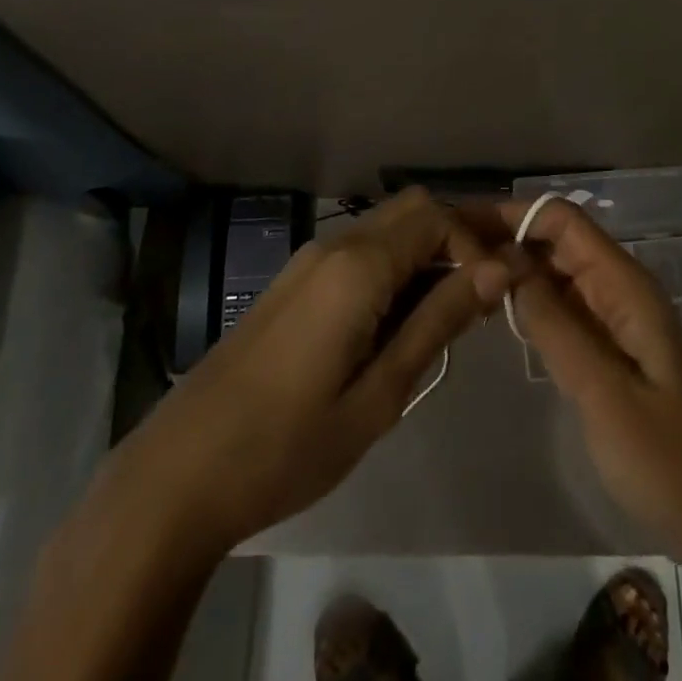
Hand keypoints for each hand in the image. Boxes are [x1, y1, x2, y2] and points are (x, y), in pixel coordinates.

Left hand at [121, 188, 510, 555]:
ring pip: (387, 227)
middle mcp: (335, 245)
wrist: (181, 472)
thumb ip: (439, 321)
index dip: (477, 245)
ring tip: (453, 311)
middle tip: (485, 293)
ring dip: (427, 253)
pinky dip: (396, 267)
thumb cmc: (288, 446)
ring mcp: (309, 259)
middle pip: (413, 209)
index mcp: (358, 266)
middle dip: (457, 238)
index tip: (500, 295)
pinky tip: (402, 318)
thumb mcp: (380, 394)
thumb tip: (499, 270)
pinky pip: (360, 251)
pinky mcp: (296, 281)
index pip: (439, 216)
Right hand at [487, 198, 681, 571]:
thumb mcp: (604, 391)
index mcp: (625, 285)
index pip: (564, 221)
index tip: (461, 225)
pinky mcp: (604, 346)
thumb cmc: (665, 457)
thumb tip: (503, 262)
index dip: (513, 215)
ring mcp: (611, 317)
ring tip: (456, 273)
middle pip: (555, 240)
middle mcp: (617, 288)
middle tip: (445, 250)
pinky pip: (558, 306)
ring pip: (553, 272)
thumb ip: (553, 323)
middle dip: (504, 237)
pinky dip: (524, 299)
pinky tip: (489, 308)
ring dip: (510, 266)